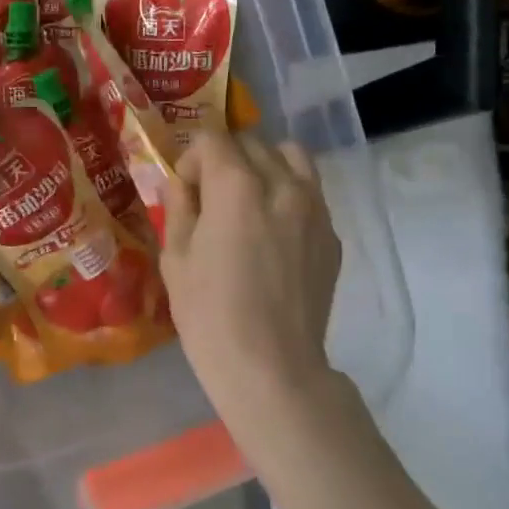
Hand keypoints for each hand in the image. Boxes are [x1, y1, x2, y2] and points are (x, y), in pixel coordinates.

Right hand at [160, 132, 341, 434]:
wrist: (272, 368)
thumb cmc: (210, 315)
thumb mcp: (175, 258)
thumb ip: (179, 208)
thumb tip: (185, 185)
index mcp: (236, 186)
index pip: (213, 139)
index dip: (191, 159)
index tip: (185, 191)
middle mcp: (282, 185)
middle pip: (252, 143)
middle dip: (225, 160)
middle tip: (211, 198)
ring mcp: (314, 209)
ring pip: (291, 157)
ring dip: (265, 166)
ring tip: (250, 200)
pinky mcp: (332, 235)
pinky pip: (311, 193)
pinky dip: (289, 194)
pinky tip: (274, 232)